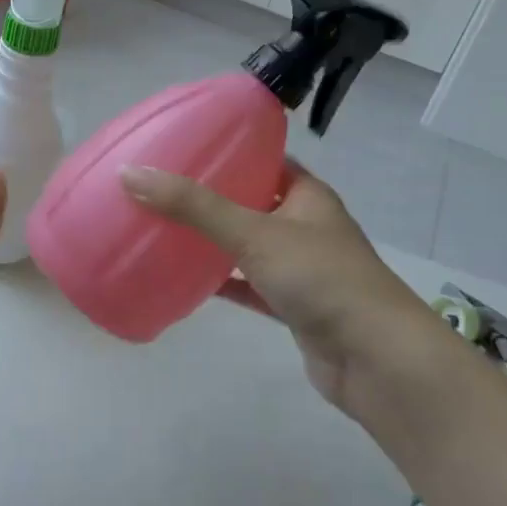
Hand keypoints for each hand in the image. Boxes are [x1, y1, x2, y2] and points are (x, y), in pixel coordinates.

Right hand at [120, 160, 444, 417]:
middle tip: (164, 186)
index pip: (266, 159)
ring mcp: (301, 269)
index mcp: (307, 195)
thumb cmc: (320, 278)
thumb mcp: (252, 232)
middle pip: (253, 201)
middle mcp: (306, 226)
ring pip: (248, 246)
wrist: (376, 360)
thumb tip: (130, 173)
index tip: (186, 145)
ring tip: (165, 225)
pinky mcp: (293, 307)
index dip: (230, 150)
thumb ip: (192, 206)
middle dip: (212, 196)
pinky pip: (249, 286)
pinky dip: (222, 282)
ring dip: (214, 240)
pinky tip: (185, 278)